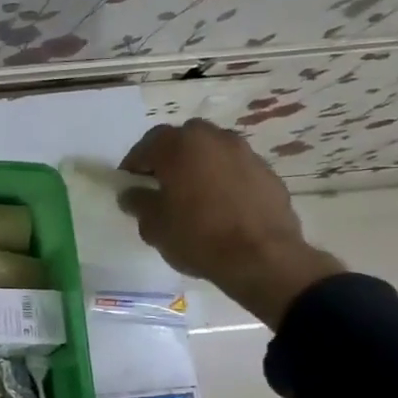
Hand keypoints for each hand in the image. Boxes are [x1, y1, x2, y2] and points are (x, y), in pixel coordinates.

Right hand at [118, 120, 343, 325]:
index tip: (129, 184)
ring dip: (198, 166)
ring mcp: (245, 153)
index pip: (147, 144)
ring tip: (193, 196)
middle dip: (169, 158)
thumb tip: (132, 194)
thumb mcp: (153, 225)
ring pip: (212, 152)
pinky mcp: (267, 173)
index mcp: (179, 146)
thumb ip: (138, 203)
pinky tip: (220, 206)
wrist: (262, 258)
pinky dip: (223, 179)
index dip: (134, 164)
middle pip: (183, 140)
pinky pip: (235, 169)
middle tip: (161, 185)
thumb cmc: (198, 236)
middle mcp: (214, 139)